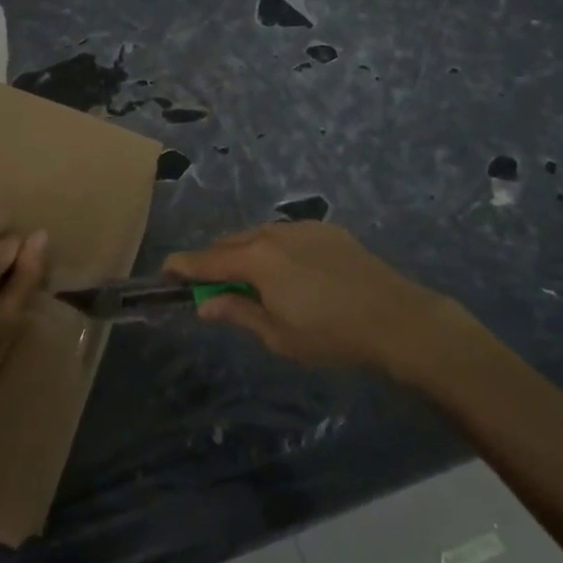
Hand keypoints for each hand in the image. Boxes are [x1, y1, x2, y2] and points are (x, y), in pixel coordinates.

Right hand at [165, 222, 488, 378]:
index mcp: (255, 260)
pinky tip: (290, 273)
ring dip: (244, 254)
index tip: (165, 272)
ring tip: (251, 280)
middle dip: (214, 261)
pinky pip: (286, 235)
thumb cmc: (331, 335)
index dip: (182, 267)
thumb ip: (238, 313)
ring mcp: (301, 228)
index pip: (206, 261)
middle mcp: (272, 234)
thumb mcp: (278, 335)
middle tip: (210, 286)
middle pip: (229, 243)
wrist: (396, 318)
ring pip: (258, 235)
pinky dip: (274, 249)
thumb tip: (206, 304)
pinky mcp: (326, 230)